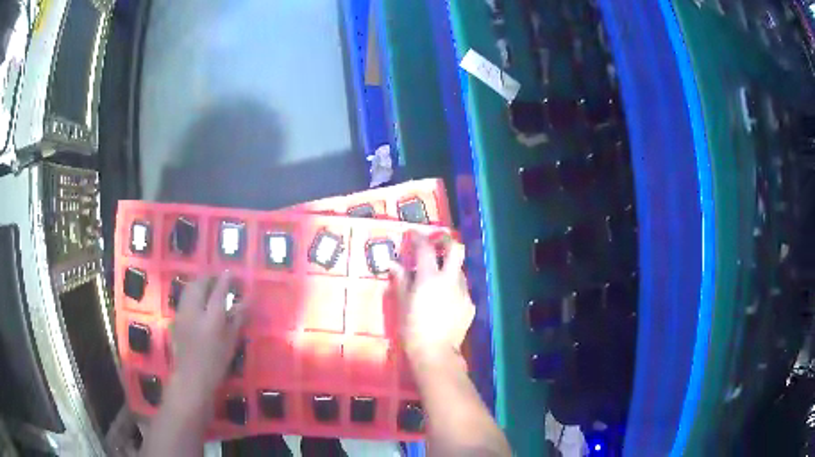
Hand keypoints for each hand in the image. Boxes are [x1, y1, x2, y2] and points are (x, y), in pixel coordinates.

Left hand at [169, 272, 246, 410]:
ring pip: (190, 288)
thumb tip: (247, 301)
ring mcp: (182, 312)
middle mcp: (194, 310)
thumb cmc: (215, 363)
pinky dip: (193, 293)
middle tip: (221, 280)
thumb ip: (237, 319)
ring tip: (210, 287)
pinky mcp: (176, 318)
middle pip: (200, 283)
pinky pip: (185, 297)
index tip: (234, 273)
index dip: (227, 279)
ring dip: (200, 283)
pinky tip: (199, 301)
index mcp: (212, 318)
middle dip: (211, 278)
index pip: (219, 290)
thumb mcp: (231, 342)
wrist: (191, 378)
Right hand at [390, 234, 474, 364]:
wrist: (435, 353)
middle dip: (446, 241)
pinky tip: (445, 301)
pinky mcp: (470, 305)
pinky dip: (453, 288)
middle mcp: (450, 280)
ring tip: (438, 279)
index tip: (413, 234)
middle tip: (436, 243)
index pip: (426, 249)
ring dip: (449, 268)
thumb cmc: (412, 329)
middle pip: (456, 249)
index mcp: (429, 278)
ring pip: (460, 270)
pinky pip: (462, 289)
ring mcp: (463, 292)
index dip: (419, 238)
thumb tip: (393, 264)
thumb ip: (401, 281)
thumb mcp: (402, 304)